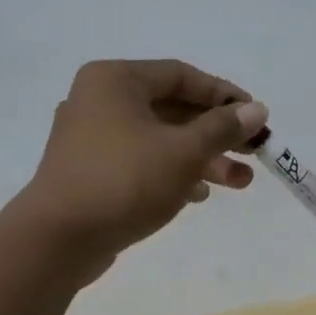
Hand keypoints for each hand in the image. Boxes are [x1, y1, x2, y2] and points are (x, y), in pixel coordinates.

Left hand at [17, 60, 267, 279]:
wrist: (58, 239)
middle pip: (172, 109)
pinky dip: (171, 174)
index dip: (224, 95)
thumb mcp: (183, 152)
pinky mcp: (90, 173)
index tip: (257, 117)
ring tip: (240, 183)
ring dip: (200, 159)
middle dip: (216, 135)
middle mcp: (99, 101)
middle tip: (253, 154)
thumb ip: (222, 128)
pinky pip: (140, 163)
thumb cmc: (125, 181)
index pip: (181, 75)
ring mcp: (91, 139)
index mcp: (115, 81)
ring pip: (158, 140)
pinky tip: (199, 195)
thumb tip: (257, 109)